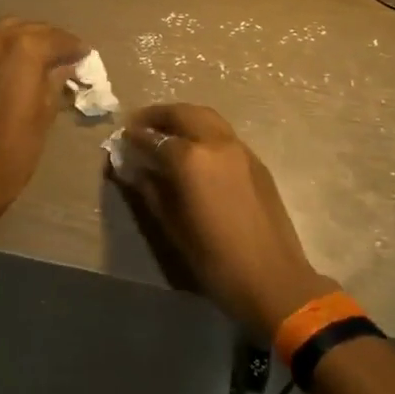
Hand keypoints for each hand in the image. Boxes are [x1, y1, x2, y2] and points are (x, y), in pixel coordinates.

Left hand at [0, 17, 87, 223]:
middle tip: (69, 55)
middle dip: (52, 39)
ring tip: (47, 59)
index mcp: (24, 48)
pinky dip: (11, 48)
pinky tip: (23, 66)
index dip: (74, 47)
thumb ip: (57, 78)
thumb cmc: (18, 145)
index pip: (57, 38)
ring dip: (30, 39)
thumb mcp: (46, 110)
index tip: (86, 55)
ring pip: (11, 30)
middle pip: (33, 28)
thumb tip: (68, 64)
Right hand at [121, 104, 334, 342]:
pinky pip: (223, 133)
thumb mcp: (172, 226)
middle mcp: (216, 143)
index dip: (135, 136)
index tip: (122, 137)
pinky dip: (203, 130)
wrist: (272, 279)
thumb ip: (150, 190)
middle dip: (159, 115)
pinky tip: (194, 149)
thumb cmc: (215, 259)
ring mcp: (240, 149)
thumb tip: (132, 169)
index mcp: (192, 159)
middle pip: (184, 114)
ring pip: (207, 118)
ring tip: (166, 131)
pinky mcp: (256, 161)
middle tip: (141, 124)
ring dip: (183, 118)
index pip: (155, 138)